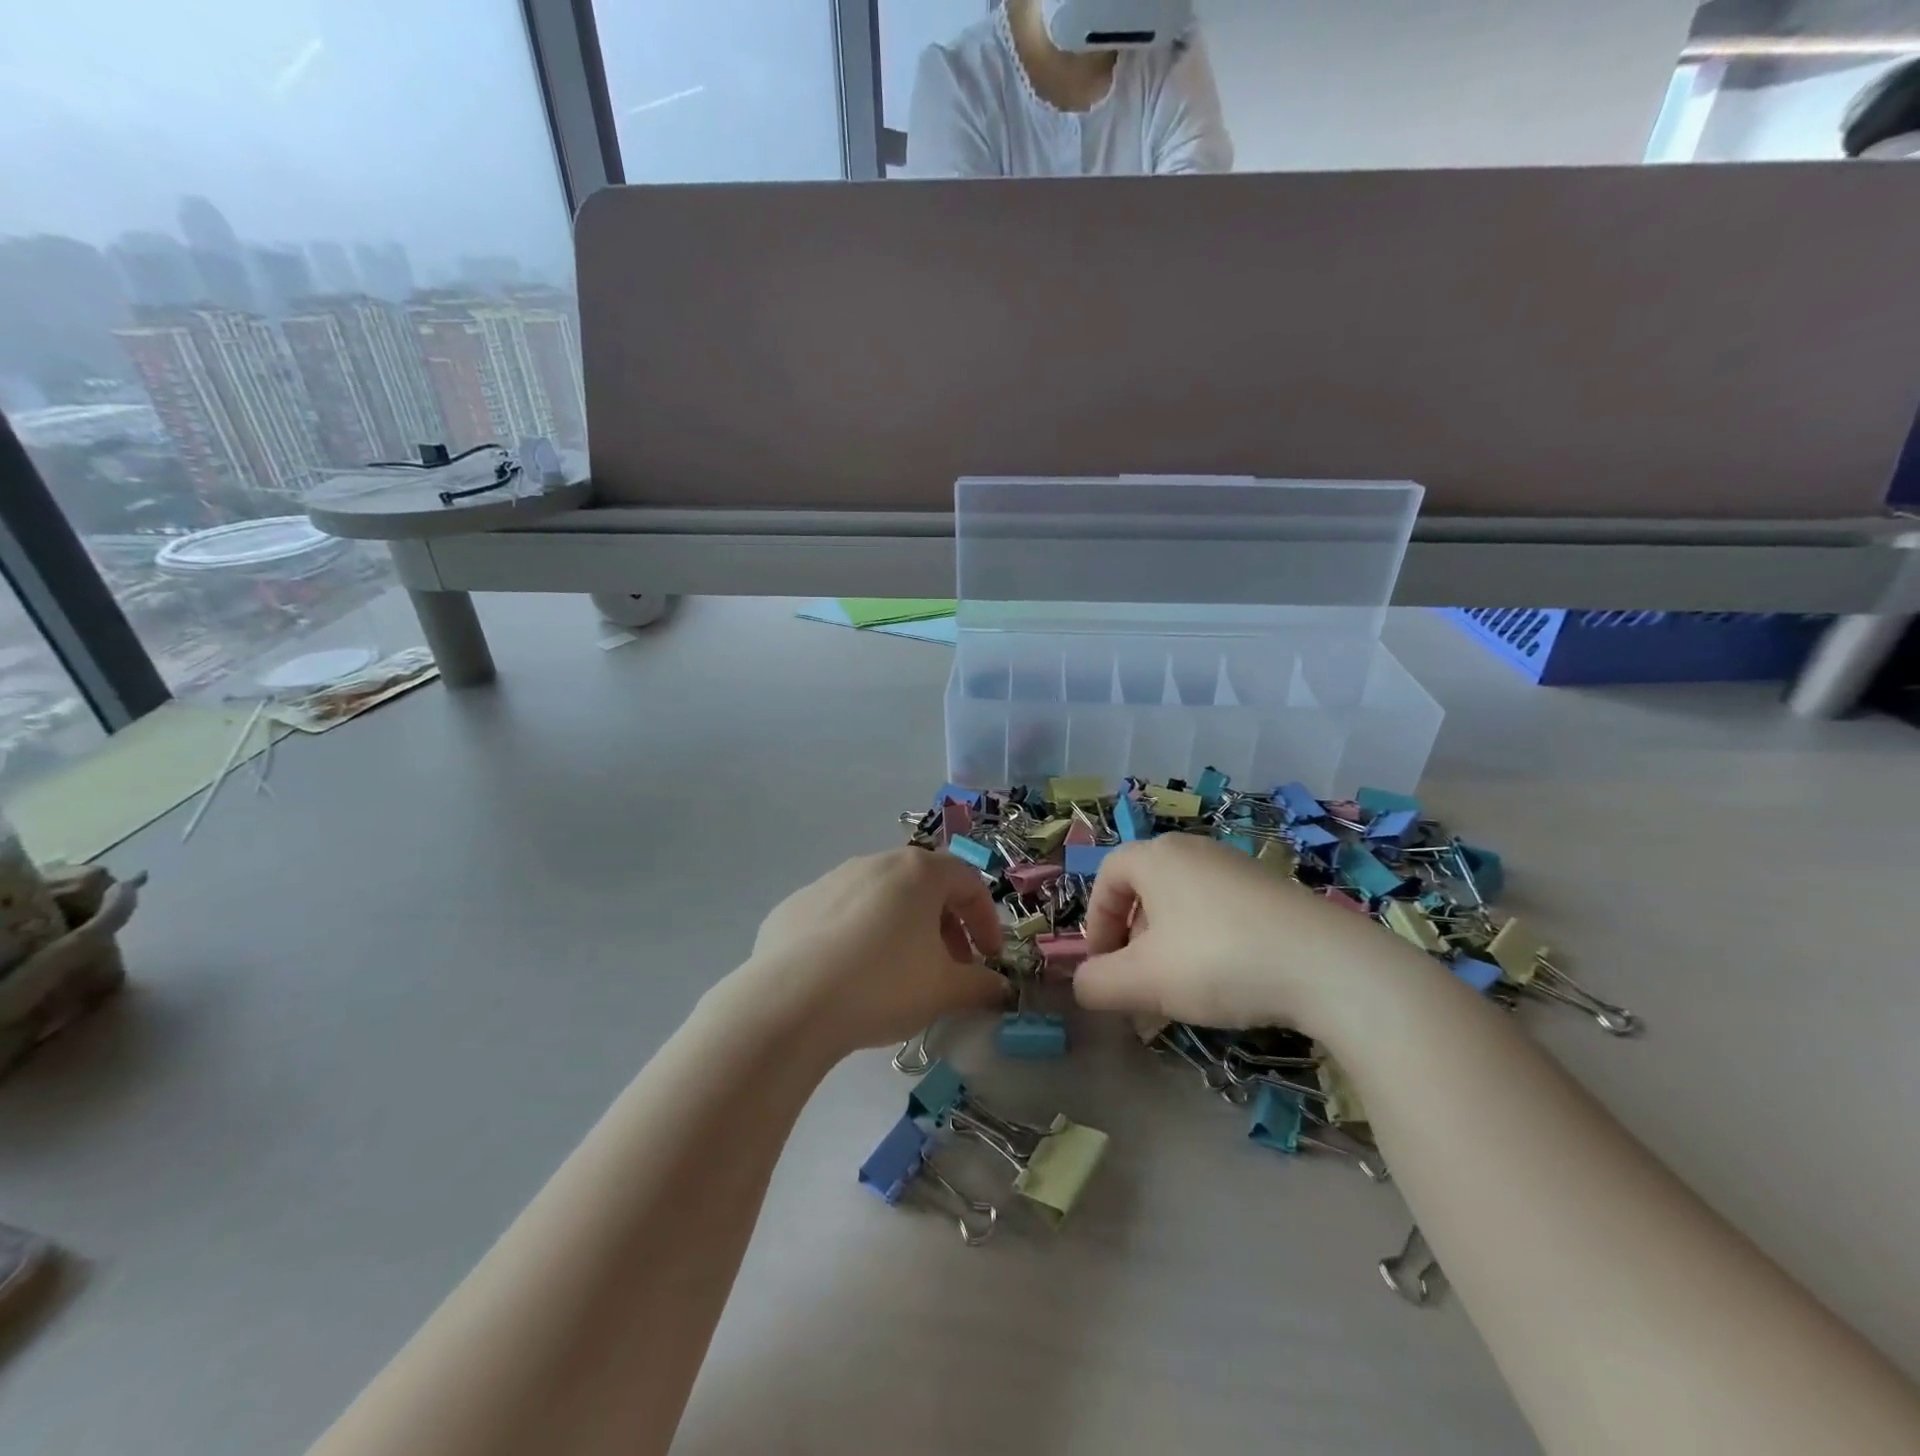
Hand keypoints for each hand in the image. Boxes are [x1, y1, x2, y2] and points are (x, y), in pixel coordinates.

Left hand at [741, 847, 1008, 1056]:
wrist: (789, 1003)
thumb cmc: (884, 984)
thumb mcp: (945, 990)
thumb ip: (980, 985)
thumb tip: (998, 988)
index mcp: (918, 871)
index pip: (968, 882)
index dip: (986, 921)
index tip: (988, 959)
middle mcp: (874, 863)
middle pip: (923, 887)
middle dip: (944, 926)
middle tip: (948, 968)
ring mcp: (830, 880)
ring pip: (880, 899)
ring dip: (901, 929)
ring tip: (899, 974)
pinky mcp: (795, 906)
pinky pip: (840, 916)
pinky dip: (856, 938)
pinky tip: (849, 977)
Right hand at [1073, 835, 1416, 1034]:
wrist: (1329, 966)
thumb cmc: (1218, 960)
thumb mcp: (1143, 980)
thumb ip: (1097, 983)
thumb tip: (1083, 985)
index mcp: (1157, 856)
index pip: (1107, 877)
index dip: (1096, 923)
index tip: (1104, 967)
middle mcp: (1194, 850)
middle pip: (1145, 891)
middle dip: (1132, 941)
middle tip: (1139, 984)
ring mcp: (1238, 868)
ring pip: (1183, 906)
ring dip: (1168, 948)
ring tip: (1181, 993)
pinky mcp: (1273, 892)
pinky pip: (1220, 914)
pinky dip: (1207, 945)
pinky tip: (1226, 985)